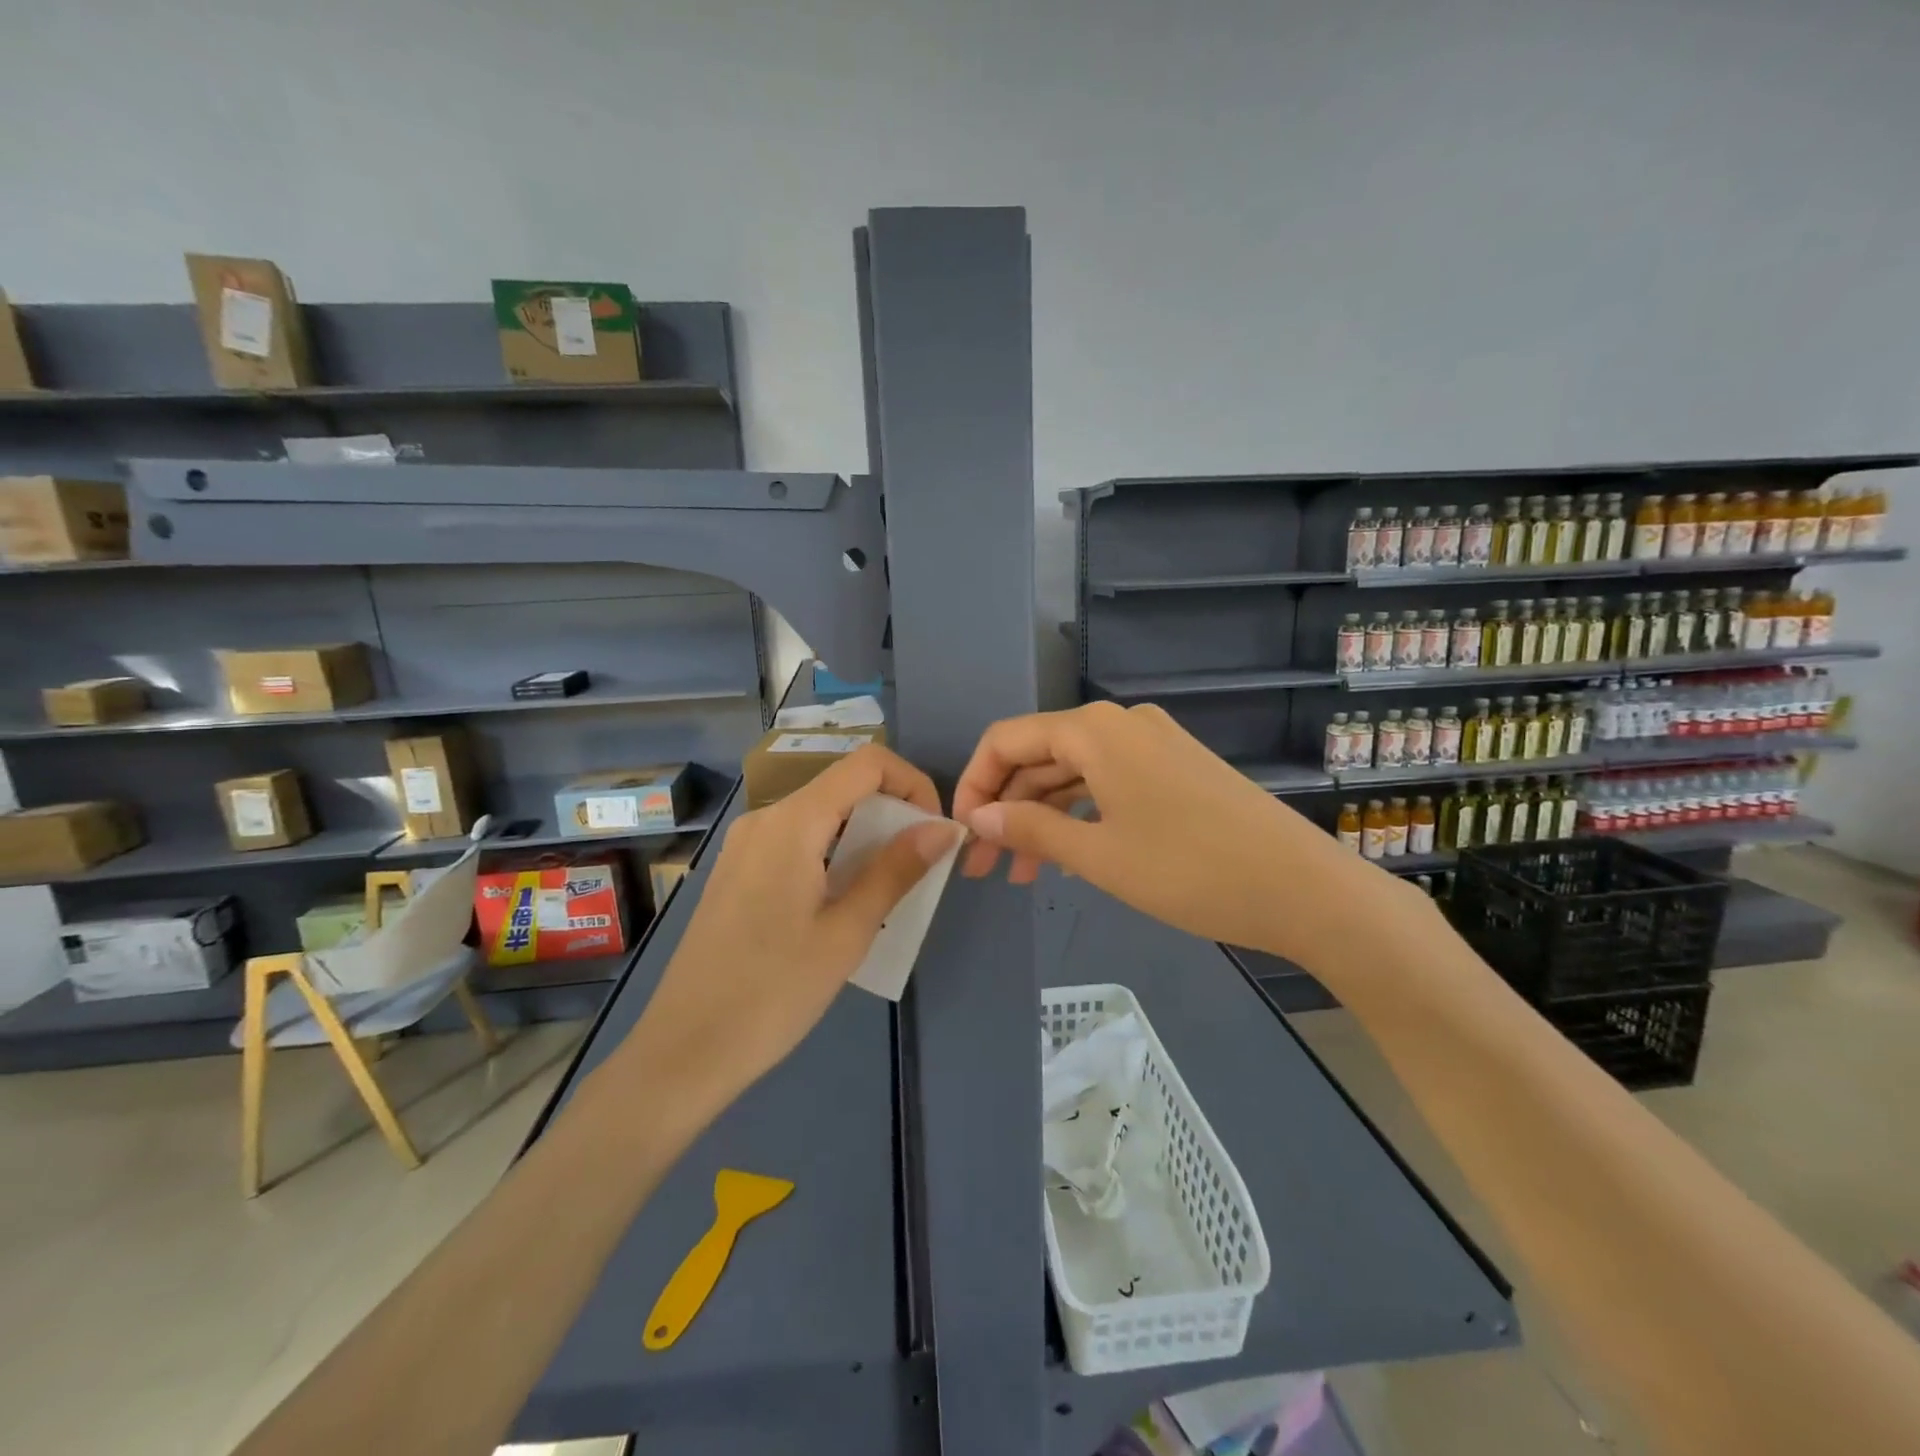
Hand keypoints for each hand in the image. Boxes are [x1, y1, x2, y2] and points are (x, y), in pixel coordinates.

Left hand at [621, 746, 959, 1118]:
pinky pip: (795, 843)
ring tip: (884, 893)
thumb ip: (897, 870)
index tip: (934, 831)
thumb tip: (944, 827)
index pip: (866, 764)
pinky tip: (840, 905)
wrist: (684, 1051)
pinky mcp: (735, 872)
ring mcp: (744, 845)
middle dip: (891, 815)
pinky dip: (832, 856)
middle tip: (917, 870)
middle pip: (842, 788)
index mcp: (792, 822)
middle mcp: (764, 819)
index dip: (911, 783)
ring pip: (820, 817)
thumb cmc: (773, 992)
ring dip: (862, 840)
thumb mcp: (848, 931)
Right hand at [953, 701, 1383, 962]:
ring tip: (1020, 874)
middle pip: (1039, 757)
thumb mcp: (1097, 854)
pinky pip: (1108, 784)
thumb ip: (1029, 827)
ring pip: (1073, 774)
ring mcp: (1152, 744)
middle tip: (984, 868)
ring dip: (1041, 817)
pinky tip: (1067, 856)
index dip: (973, 784)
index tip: (960, 834)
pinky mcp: (1175, 769)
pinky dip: (1080, 816)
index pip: (1006, 740)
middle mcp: (1121, 724)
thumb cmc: (1189, 869)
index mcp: (1094, 731)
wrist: (1302, 888)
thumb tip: (976, 816)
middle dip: (1005, 808)